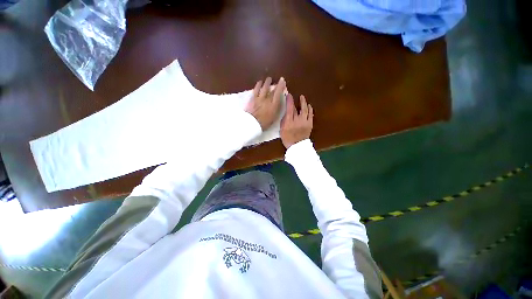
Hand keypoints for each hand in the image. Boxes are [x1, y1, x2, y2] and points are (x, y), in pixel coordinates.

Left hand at [245, 77, 285, 130]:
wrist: (252, 124)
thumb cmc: (264, 123)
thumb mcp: (274, 118)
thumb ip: (277, 109)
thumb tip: (279, 102)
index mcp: (274, 105)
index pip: (278, 93)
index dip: (281, 86)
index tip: (283, 80)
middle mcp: (267, 100)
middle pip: (272, 90)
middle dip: (276, 84)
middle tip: (278, 80)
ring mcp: (259, 98)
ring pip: (264, 88)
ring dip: (267, 82)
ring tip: (269, 79)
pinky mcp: (253, 98)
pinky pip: (256, 89)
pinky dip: (258, 85)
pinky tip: (259, 82)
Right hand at [280, 93, 312, 148]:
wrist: (297, 146)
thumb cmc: (287, 138)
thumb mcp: (282, 129)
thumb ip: (284, 120)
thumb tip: (287, 112)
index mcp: (289, 122)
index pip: (289, 108)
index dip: (289, 100)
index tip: (288, 95)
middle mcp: (297, 120)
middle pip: (297, 108)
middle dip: (297, 100)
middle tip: (297, 95)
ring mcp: (305, 122)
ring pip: (305, 110)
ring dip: (304, 103)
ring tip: (303, 98)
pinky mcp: (310, 124)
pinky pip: (311, 115)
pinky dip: (310, 110)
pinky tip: (309, 106)